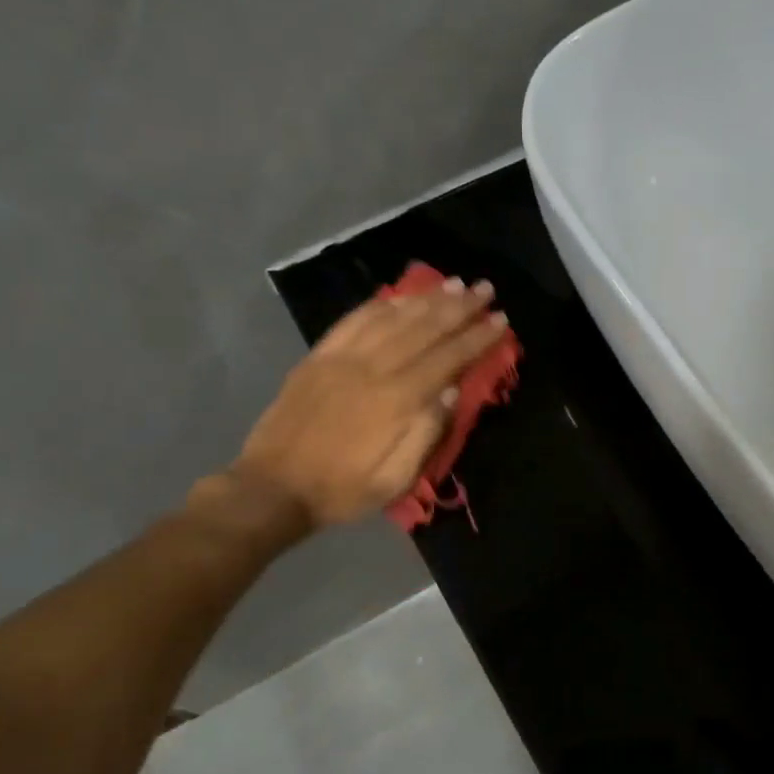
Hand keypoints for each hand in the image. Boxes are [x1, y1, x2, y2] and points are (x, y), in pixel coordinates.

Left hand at [229, 278, 509, 530]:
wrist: (272, 487)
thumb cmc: (341, 489)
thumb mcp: (393, 480)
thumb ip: (425, 434)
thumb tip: (451, 392)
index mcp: (395, 400)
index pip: (447, 358)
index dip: (476, 338)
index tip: (501, 320)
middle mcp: (371, 368)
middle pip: (423, 328)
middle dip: (459, 306)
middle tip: (485, 288)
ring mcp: (341, 358)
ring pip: (392, 317)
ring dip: (426, 298)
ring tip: (453, 283)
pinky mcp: (318, 356)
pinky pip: (354, 319)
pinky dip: (381, 304)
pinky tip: (399, 297)